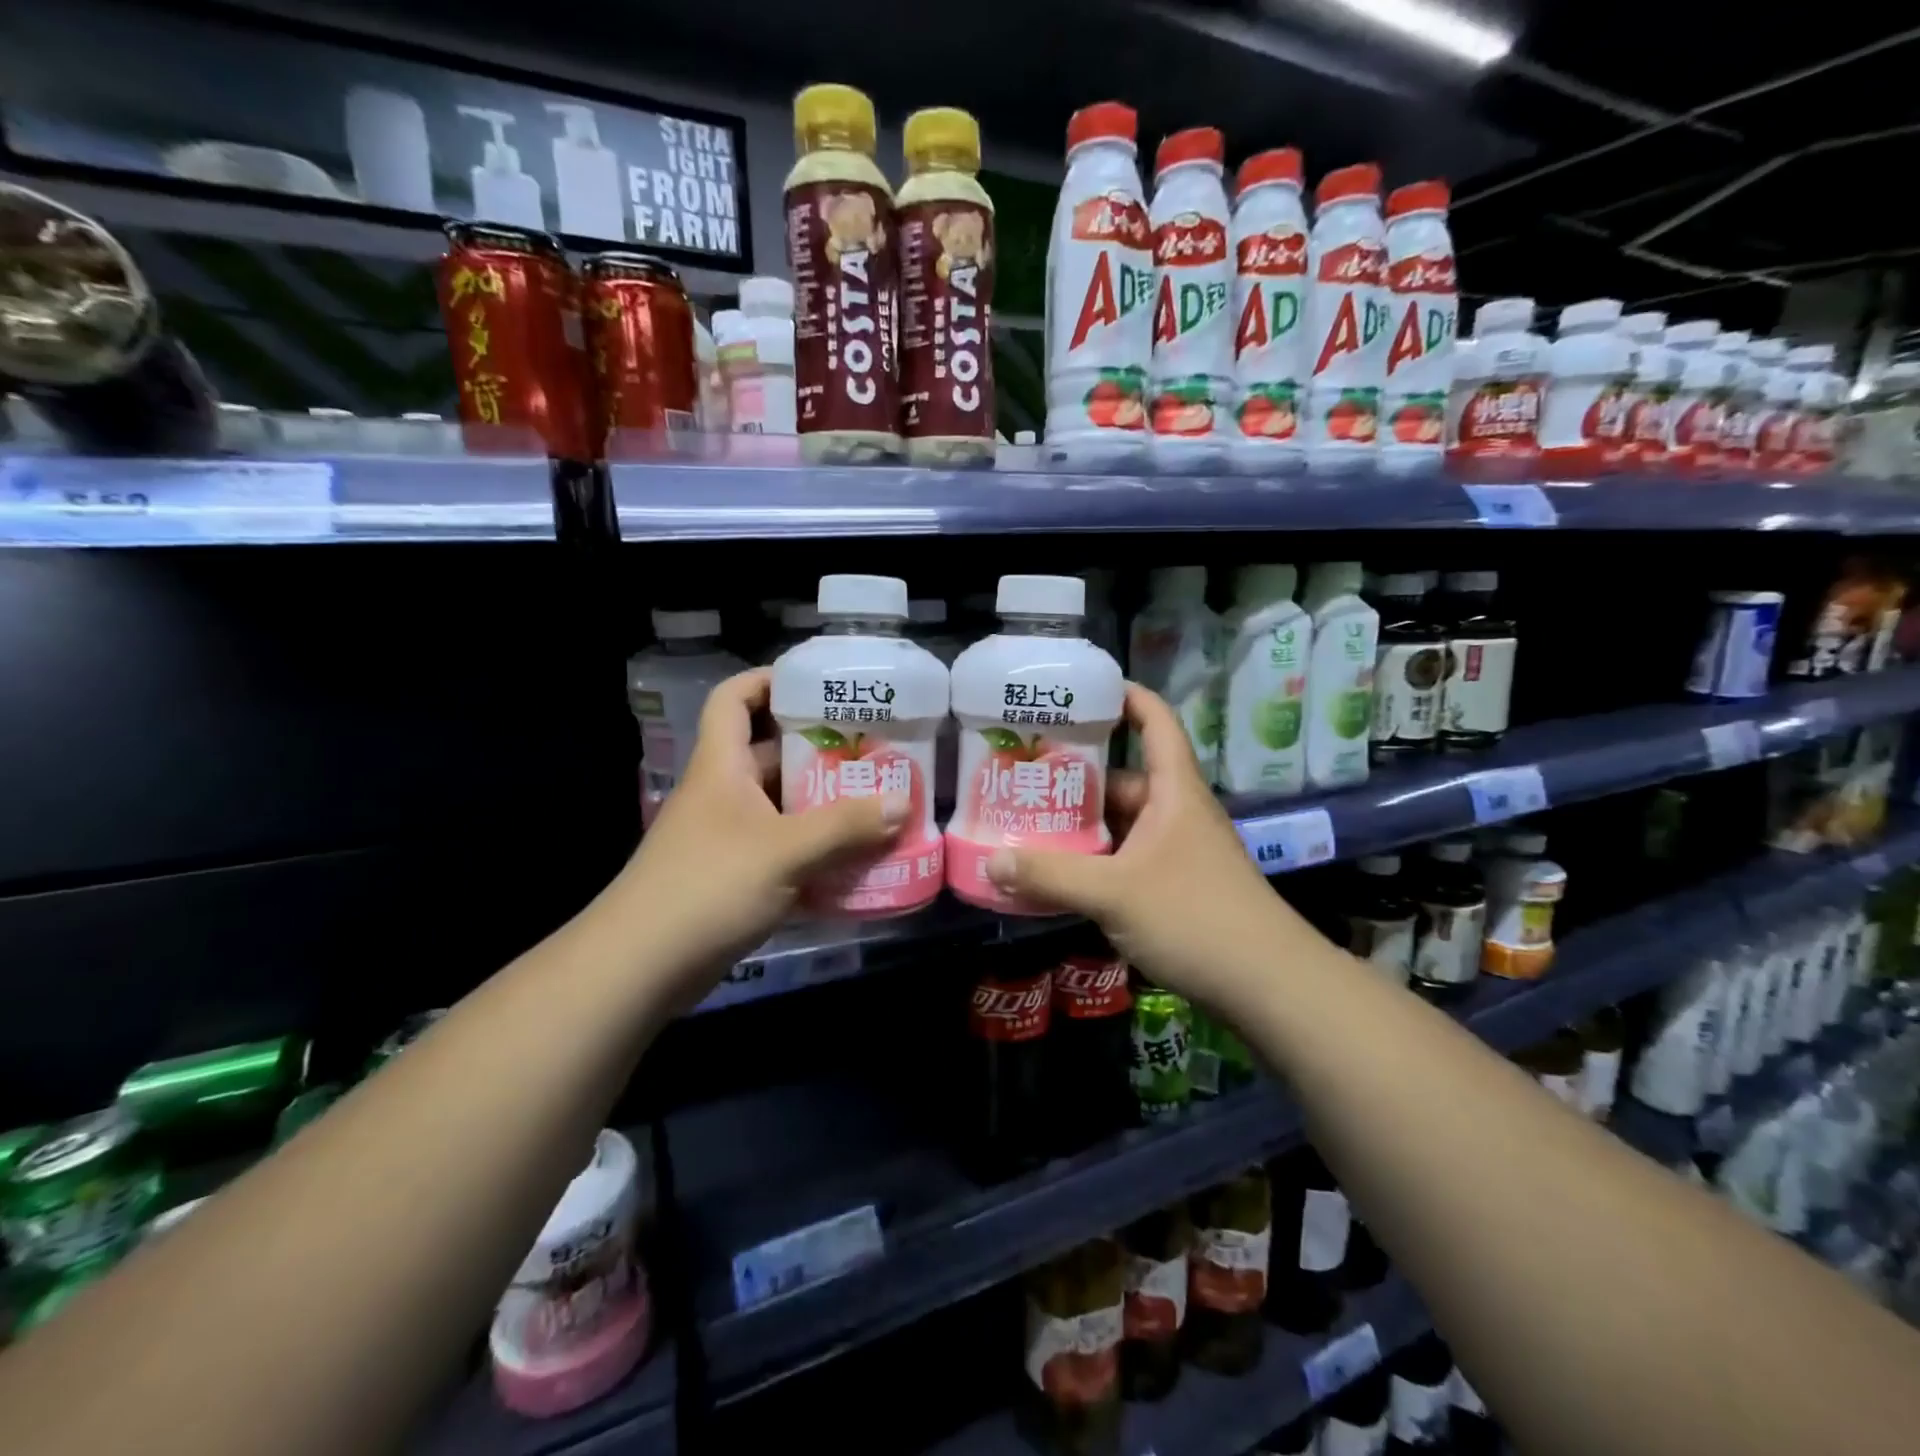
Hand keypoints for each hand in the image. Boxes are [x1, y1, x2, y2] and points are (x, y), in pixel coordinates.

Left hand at [611, 669, 906, 1005]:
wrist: (642, 966)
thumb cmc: (708, 886)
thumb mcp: (784, 850)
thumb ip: (845, 825)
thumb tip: (901, 803)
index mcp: (722, 766)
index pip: (734, 698)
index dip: (768, 680)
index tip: (817, 683)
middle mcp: (723, 792)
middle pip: (771, 752)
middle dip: (821, 749)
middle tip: (874, 750)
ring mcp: (728, 836)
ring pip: (783, 804)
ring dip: (825, 803)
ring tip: (878, 801)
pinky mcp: (735, 875)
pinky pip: (784, 847)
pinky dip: (816, 848)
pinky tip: (855, 857)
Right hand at [983, 684, 1290, 1014]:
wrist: (1268, 986)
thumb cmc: (1195, 916)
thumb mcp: (1114, 892)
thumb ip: (1051, 875)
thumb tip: (992, 862)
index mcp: (1173, 790)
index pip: (1155, 721)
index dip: (1126, 695)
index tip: (1083, 688)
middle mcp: (1176, 813)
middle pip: (1122, 779)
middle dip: (1076, 776)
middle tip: (1022, 774)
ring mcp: (1177, 852)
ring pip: (1120, 825)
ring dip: (1080, 826)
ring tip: (1026, 823)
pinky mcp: (1174, 888)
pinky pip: (1124, 860)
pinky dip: (1093, 863)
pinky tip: (1056, 876)